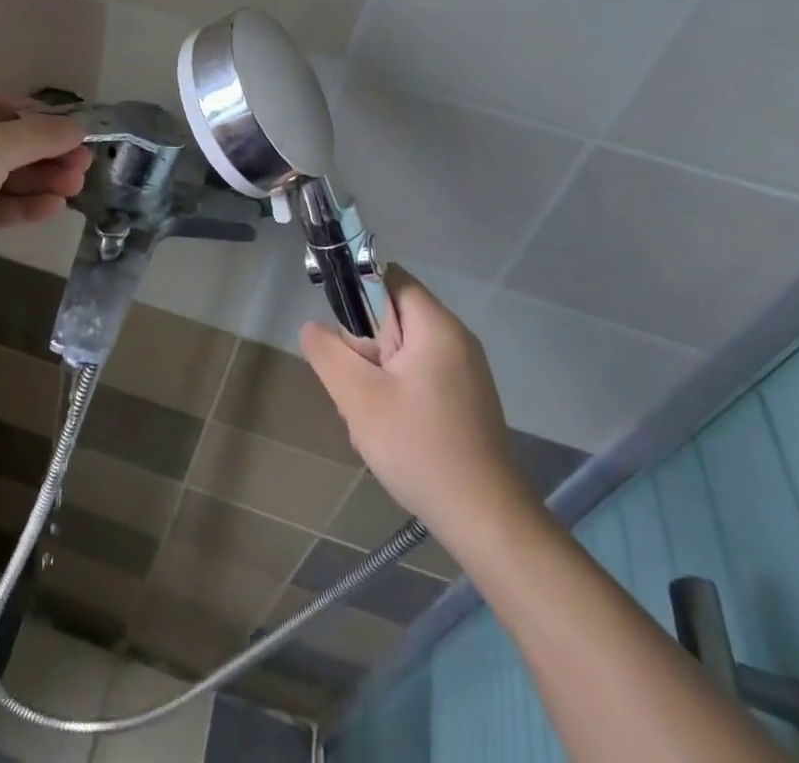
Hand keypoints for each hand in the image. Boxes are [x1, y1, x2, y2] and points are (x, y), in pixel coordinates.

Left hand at [0, 92, 90, 312]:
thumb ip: (39, 135)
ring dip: (39, 180)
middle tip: (85, 166)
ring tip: (76, 187)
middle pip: (6, 144)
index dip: (43, 119)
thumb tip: (78, 127)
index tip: (79, 134)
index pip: (3, 106)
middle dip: (47, 154)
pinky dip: (22, 204)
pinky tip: (53, 207)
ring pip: (2, 177)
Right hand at [301, 267, 534, 539]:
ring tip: (368, 421)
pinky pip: (418, 379)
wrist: (486, 521)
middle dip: (363, 349)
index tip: (341, 337)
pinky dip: (396, 396)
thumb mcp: (358, 397)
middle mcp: (456, 339)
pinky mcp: (465, 401)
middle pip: (392, 318)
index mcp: (436, 326)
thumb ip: (328, 352)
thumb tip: (312, 327)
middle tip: (354, 390)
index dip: (357, 294)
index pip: (388, 278)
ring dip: (375, 379)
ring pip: (401, 354)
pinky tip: (389, 435)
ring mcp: (464, 372)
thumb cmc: (419, 448)